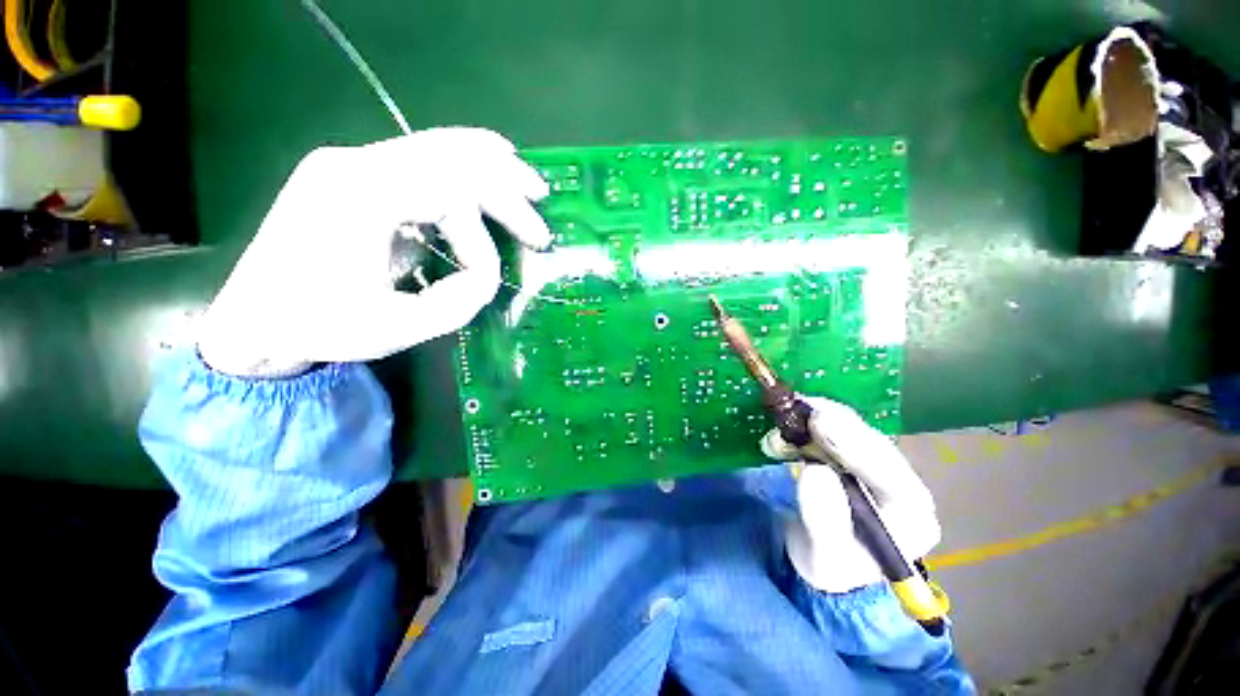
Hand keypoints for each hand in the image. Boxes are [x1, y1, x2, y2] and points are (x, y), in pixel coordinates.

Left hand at [197, 127, 551, 377]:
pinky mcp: (353, 175)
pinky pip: (419, 161)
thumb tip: (488, 274)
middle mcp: (353, 163)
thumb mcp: (399, 329)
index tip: (490, 277)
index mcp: (358, 197)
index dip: (483, 239)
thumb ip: (461, 301)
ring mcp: (349, 162)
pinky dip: (460, 167)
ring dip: (487, 163)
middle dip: (504, 182)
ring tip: (524, 178)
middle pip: (450, 155)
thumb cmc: (319, 327)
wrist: (253, 320)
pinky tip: (483, 170)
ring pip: (436, 146)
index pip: (450, 195)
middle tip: (542, 202)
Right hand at [761, 397, 940, 592]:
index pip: (892, 478)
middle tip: (799, 409)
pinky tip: (794, 418)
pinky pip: (839, 428)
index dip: (856, 447)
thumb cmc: (830, 566)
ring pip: (857, 431)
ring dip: (821, 418)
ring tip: (790, 414)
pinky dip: (814, 420)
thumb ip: (823, 521)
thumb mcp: (823, 558)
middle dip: (835, 426)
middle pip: (875, 445)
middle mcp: (903, 486)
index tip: (820, 424)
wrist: (827, 558)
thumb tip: (815, 472)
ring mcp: (881, 466)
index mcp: (911, 520)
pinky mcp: (857, 454)